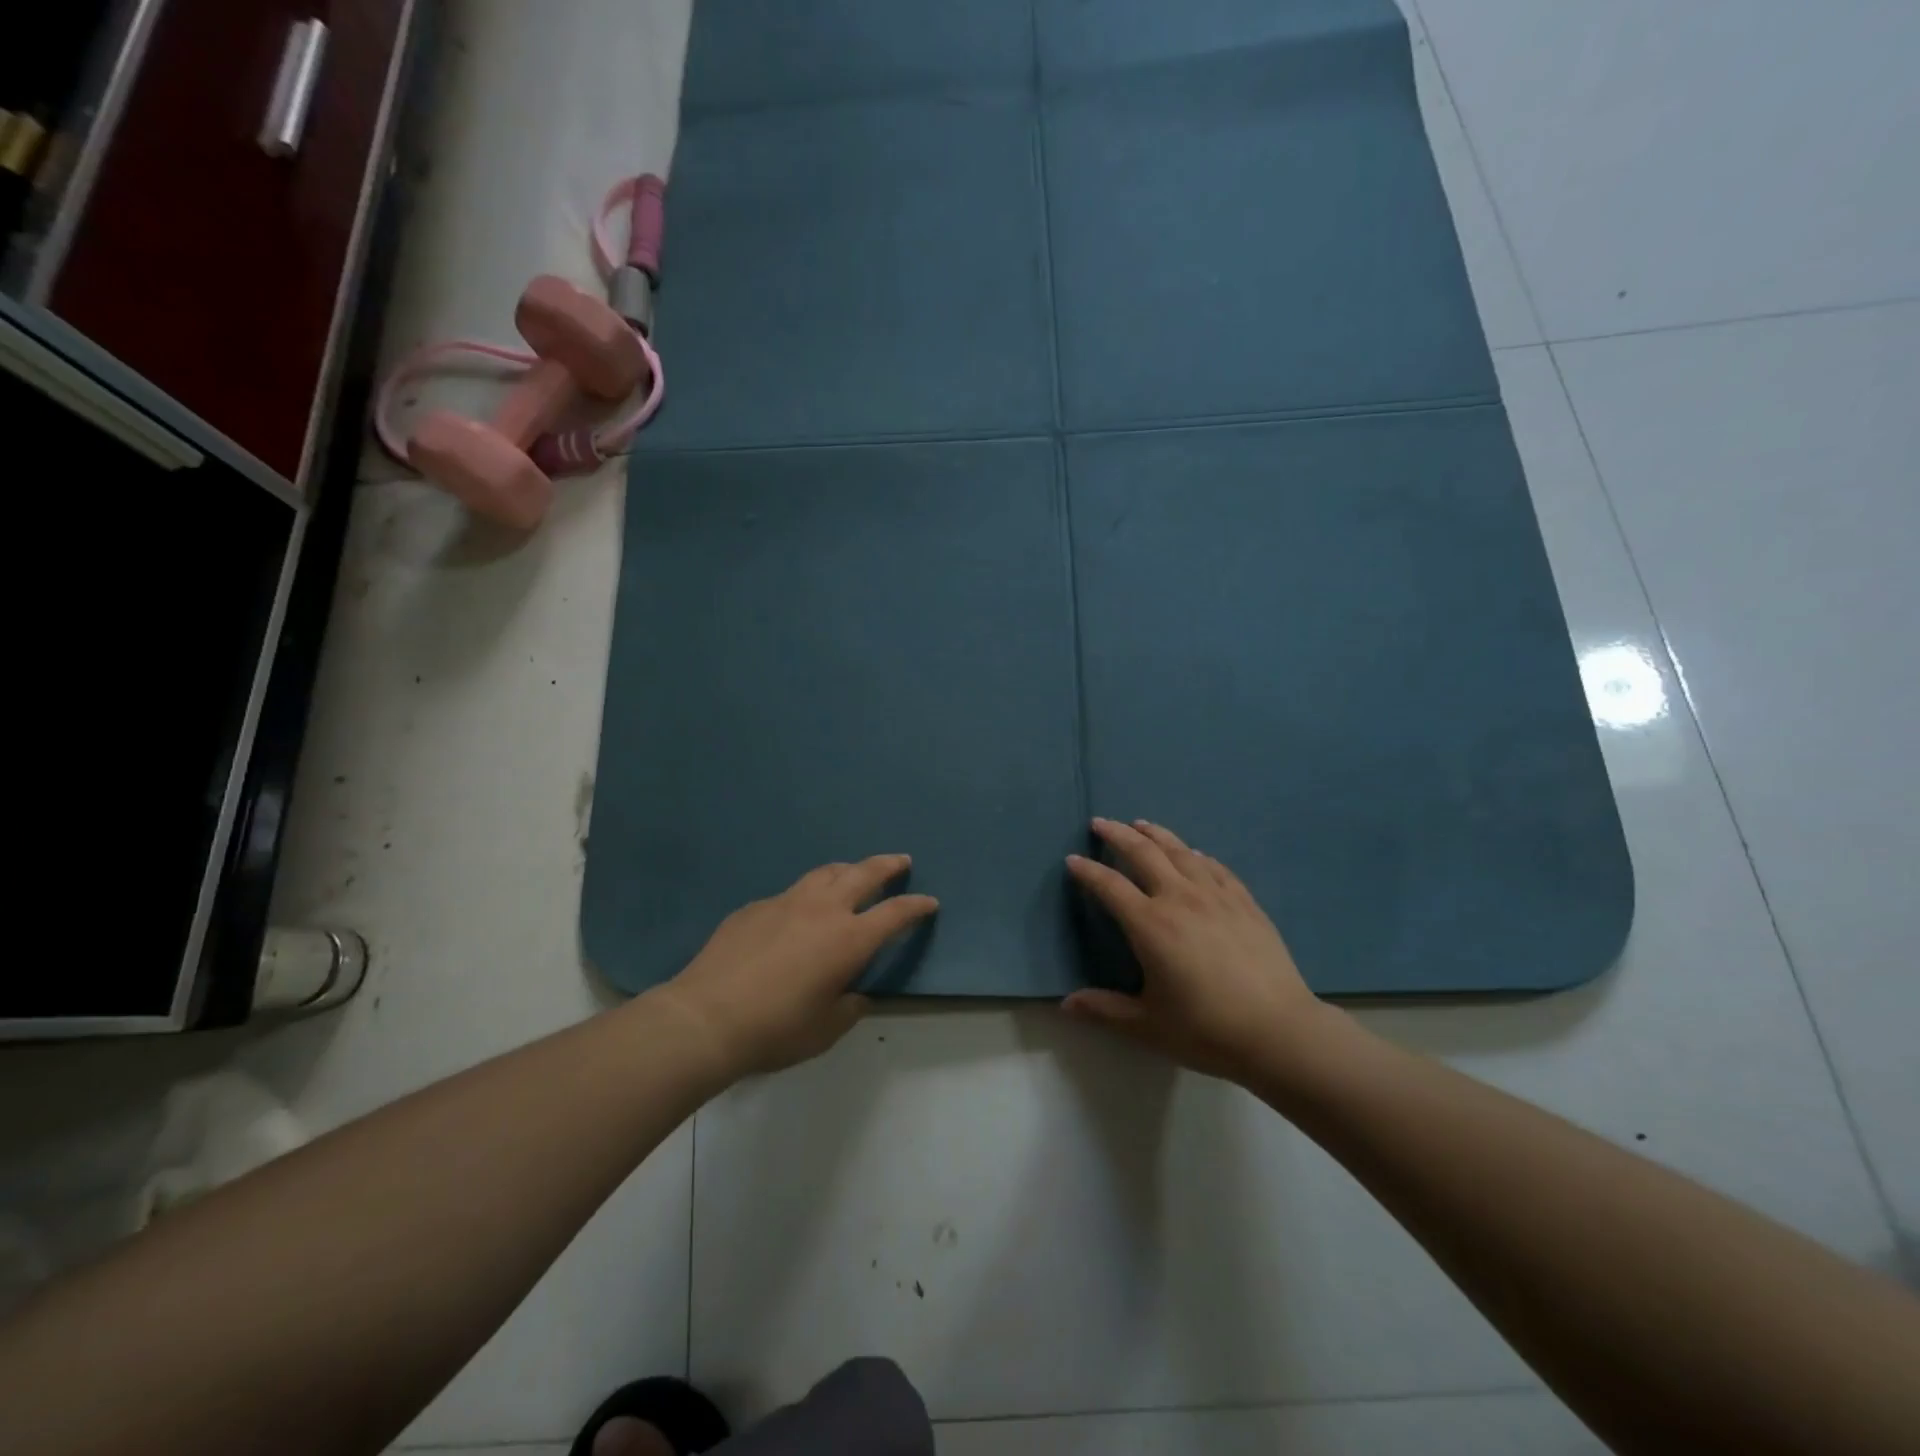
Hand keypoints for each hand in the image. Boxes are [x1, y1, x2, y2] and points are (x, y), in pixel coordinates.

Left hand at [655, 855, 937, 1079]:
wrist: (707, 1017)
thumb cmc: (776, 1029)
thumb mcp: (825, 1029)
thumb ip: (848, 1007)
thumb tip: (854, 994)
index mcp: (849, 940)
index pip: (895, 914)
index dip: (916, 906)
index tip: (930, 902)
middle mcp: (823, 910)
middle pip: (864, 873)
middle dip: (888, 866)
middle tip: (901, 861)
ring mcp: (786, 902)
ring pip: (825, 872)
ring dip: (847, 869)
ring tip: (853, 872)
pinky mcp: (755, 907)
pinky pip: (790, 893)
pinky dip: (806, 895)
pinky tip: (797, 912)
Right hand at [1063, 819, 1325, 1084]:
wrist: (1279, 1032)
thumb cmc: (1207, 1030)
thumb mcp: (1147, 1025)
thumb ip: (1104, 1010)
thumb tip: (1066, 1005)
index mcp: (1150, 925)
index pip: (1109, 886)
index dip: (1088, 871)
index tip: (1073, 859)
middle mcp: (1180, 899)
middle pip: (1143, 853)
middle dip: (1118, 835)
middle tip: (1100, 823)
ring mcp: (1216, 896)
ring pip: (1180, 852)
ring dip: (1156, 834)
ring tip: (1141, 824)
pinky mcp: (1245, 903)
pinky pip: (1216, 868)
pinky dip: (1197, 855)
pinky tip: (1194, 854)